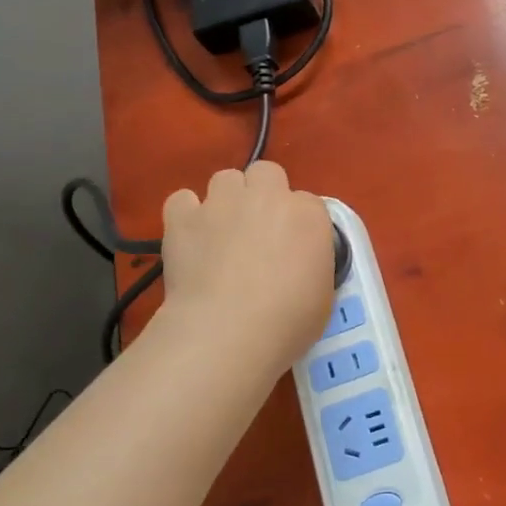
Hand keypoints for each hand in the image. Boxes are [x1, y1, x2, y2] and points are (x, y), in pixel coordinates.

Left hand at [160, 162, 335, 373]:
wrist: (228, 332)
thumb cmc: (287, 323)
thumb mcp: (323, 294)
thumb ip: (313, 263)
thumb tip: (299, 262)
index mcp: (309, 215)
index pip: (308, 203)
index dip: (298, 224)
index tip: (292, 249)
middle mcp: (267, 197)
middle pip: (266, 173)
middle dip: (262, 193)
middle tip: (258, 229)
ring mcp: (222, 203)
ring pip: (225, 178)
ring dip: (226, 199)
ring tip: (221, 232)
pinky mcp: (183, 218)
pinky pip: (182, 199)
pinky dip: (186, 215)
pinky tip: (189, 237)